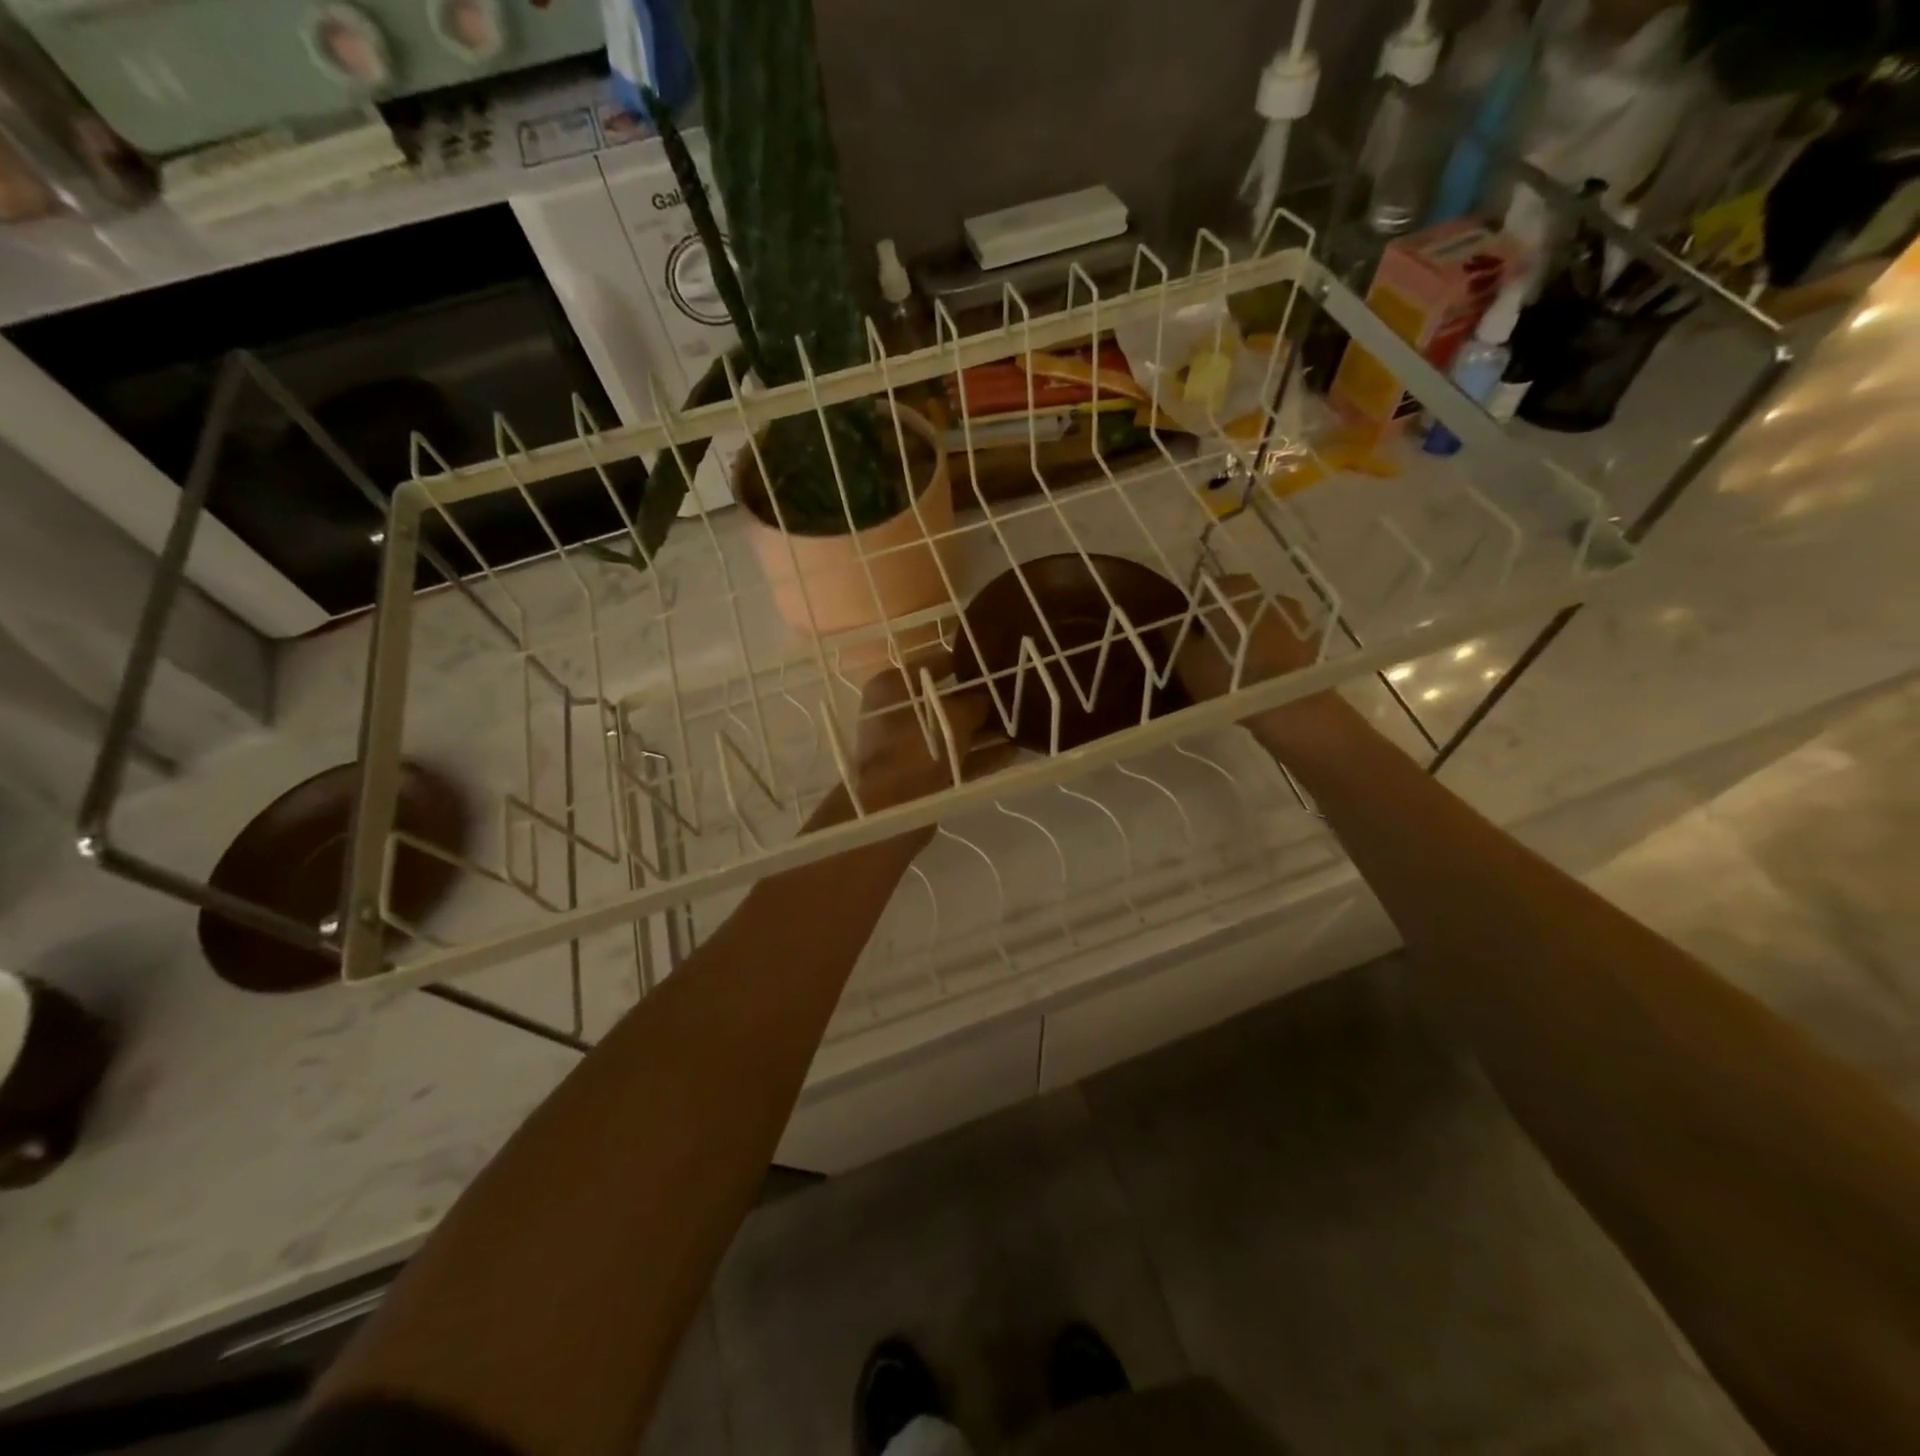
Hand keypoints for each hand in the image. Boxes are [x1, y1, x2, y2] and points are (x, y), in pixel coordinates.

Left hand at [839, 649, 1010, 816]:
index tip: (994, 662)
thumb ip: (973, 704)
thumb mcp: (952, 716)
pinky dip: (982, 756)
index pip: (931, 665)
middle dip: (978, 702)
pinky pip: (958, 759)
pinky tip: (1014, 751)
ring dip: (985, 731)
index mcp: (892, 688)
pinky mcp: (923, 776)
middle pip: (944, 701)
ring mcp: (909, 747)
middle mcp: (896, 714)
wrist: (893, 808)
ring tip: (1023, 724)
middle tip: (1014, 694)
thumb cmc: (917, 747)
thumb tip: (985, 701)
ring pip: (954, 733)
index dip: (963, 663)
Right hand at [1172, 574, 1349, 748]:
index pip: (1198, 590)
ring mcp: (1290, 611)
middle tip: (1208, 651)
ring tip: (1237, 663)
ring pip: (1256, 616)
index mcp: (1227, 589)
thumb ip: (1173, 634)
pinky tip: (1262, 670)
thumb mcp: (1187, 662)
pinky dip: (1268, 645)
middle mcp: (1261, 590)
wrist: (1290, 708)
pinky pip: (1278, 634)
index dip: (1189, 613)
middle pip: (1230, 601)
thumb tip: (1168, 620)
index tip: (1185, 637)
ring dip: (1246, 632)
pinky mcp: (1309, 634)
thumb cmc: (1229, 680)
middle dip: (1219, 620)